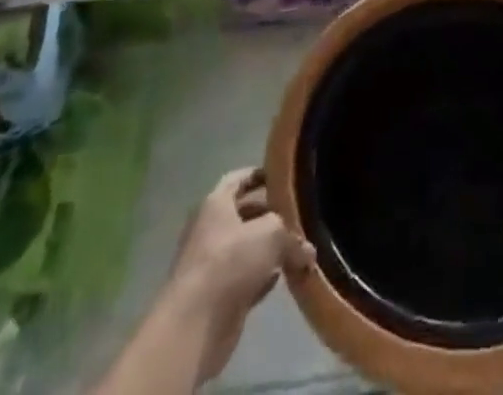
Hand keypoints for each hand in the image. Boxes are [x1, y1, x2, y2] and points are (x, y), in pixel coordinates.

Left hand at [166, 168, 312, 380]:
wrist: (194, 327)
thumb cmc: (230, 262)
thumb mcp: (271, 234)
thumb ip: (292, 237)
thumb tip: (308, 252)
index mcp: (215, 203)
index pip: (240, 179)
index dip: (261, 175)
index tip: (285, 178)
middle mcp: (210, 230)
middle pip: (245, 215)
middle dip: (272, 216)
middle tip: (300, 217)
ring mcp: (212, 265)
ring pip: (248, 249)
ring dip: (270, 251)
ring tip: (299, 249)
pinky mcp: (217, 298)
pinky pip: (246, 279)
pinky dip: (263, 278)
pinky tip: (283, 279)